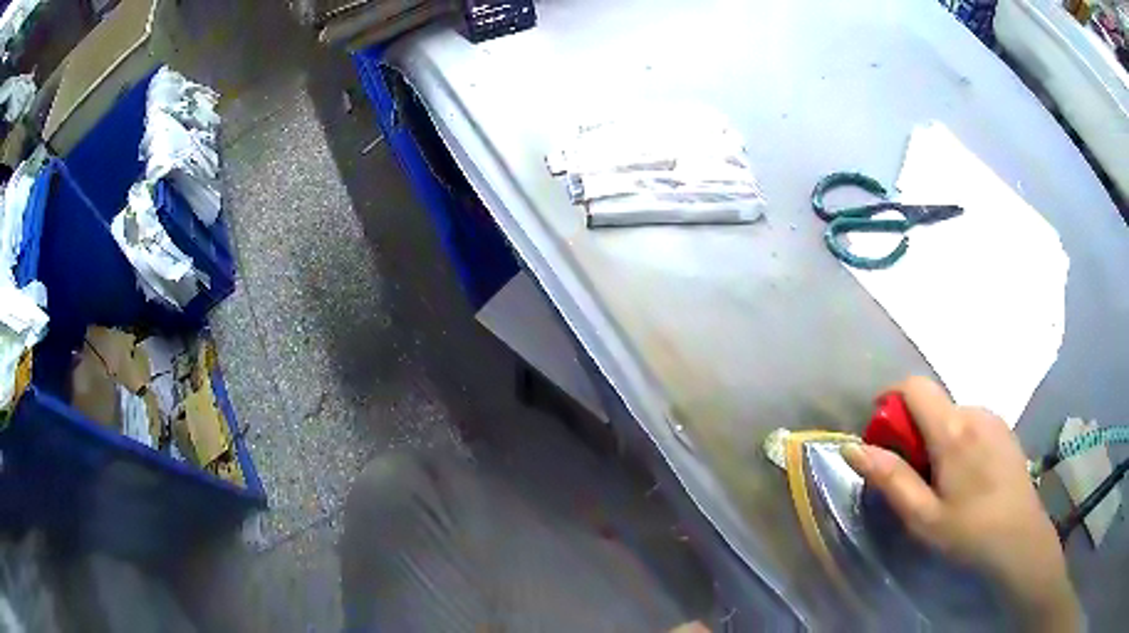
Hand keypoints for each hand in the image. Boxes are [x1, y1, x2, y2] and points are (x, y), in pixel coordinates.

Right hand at [841, 377, 1078, 630]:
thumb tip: (852, 447)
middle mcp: (974, 411)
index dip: (891, 401)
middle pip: (932, 404)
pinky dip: (958, 441)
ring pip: (952, 415)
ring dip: (937, 439)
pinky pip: (972, 423)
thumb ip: (889, 479)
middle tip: (915, 479)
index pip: (914, 386)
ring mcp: (993, 418)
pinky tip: (968, 479)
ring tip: (943, 484)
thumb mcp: (922, 516)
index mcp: (952, 429)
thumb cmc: (969, 531)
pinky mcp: (1005, 430)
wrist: (1020, 538)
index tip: (883, 437)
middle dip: (914, 432)